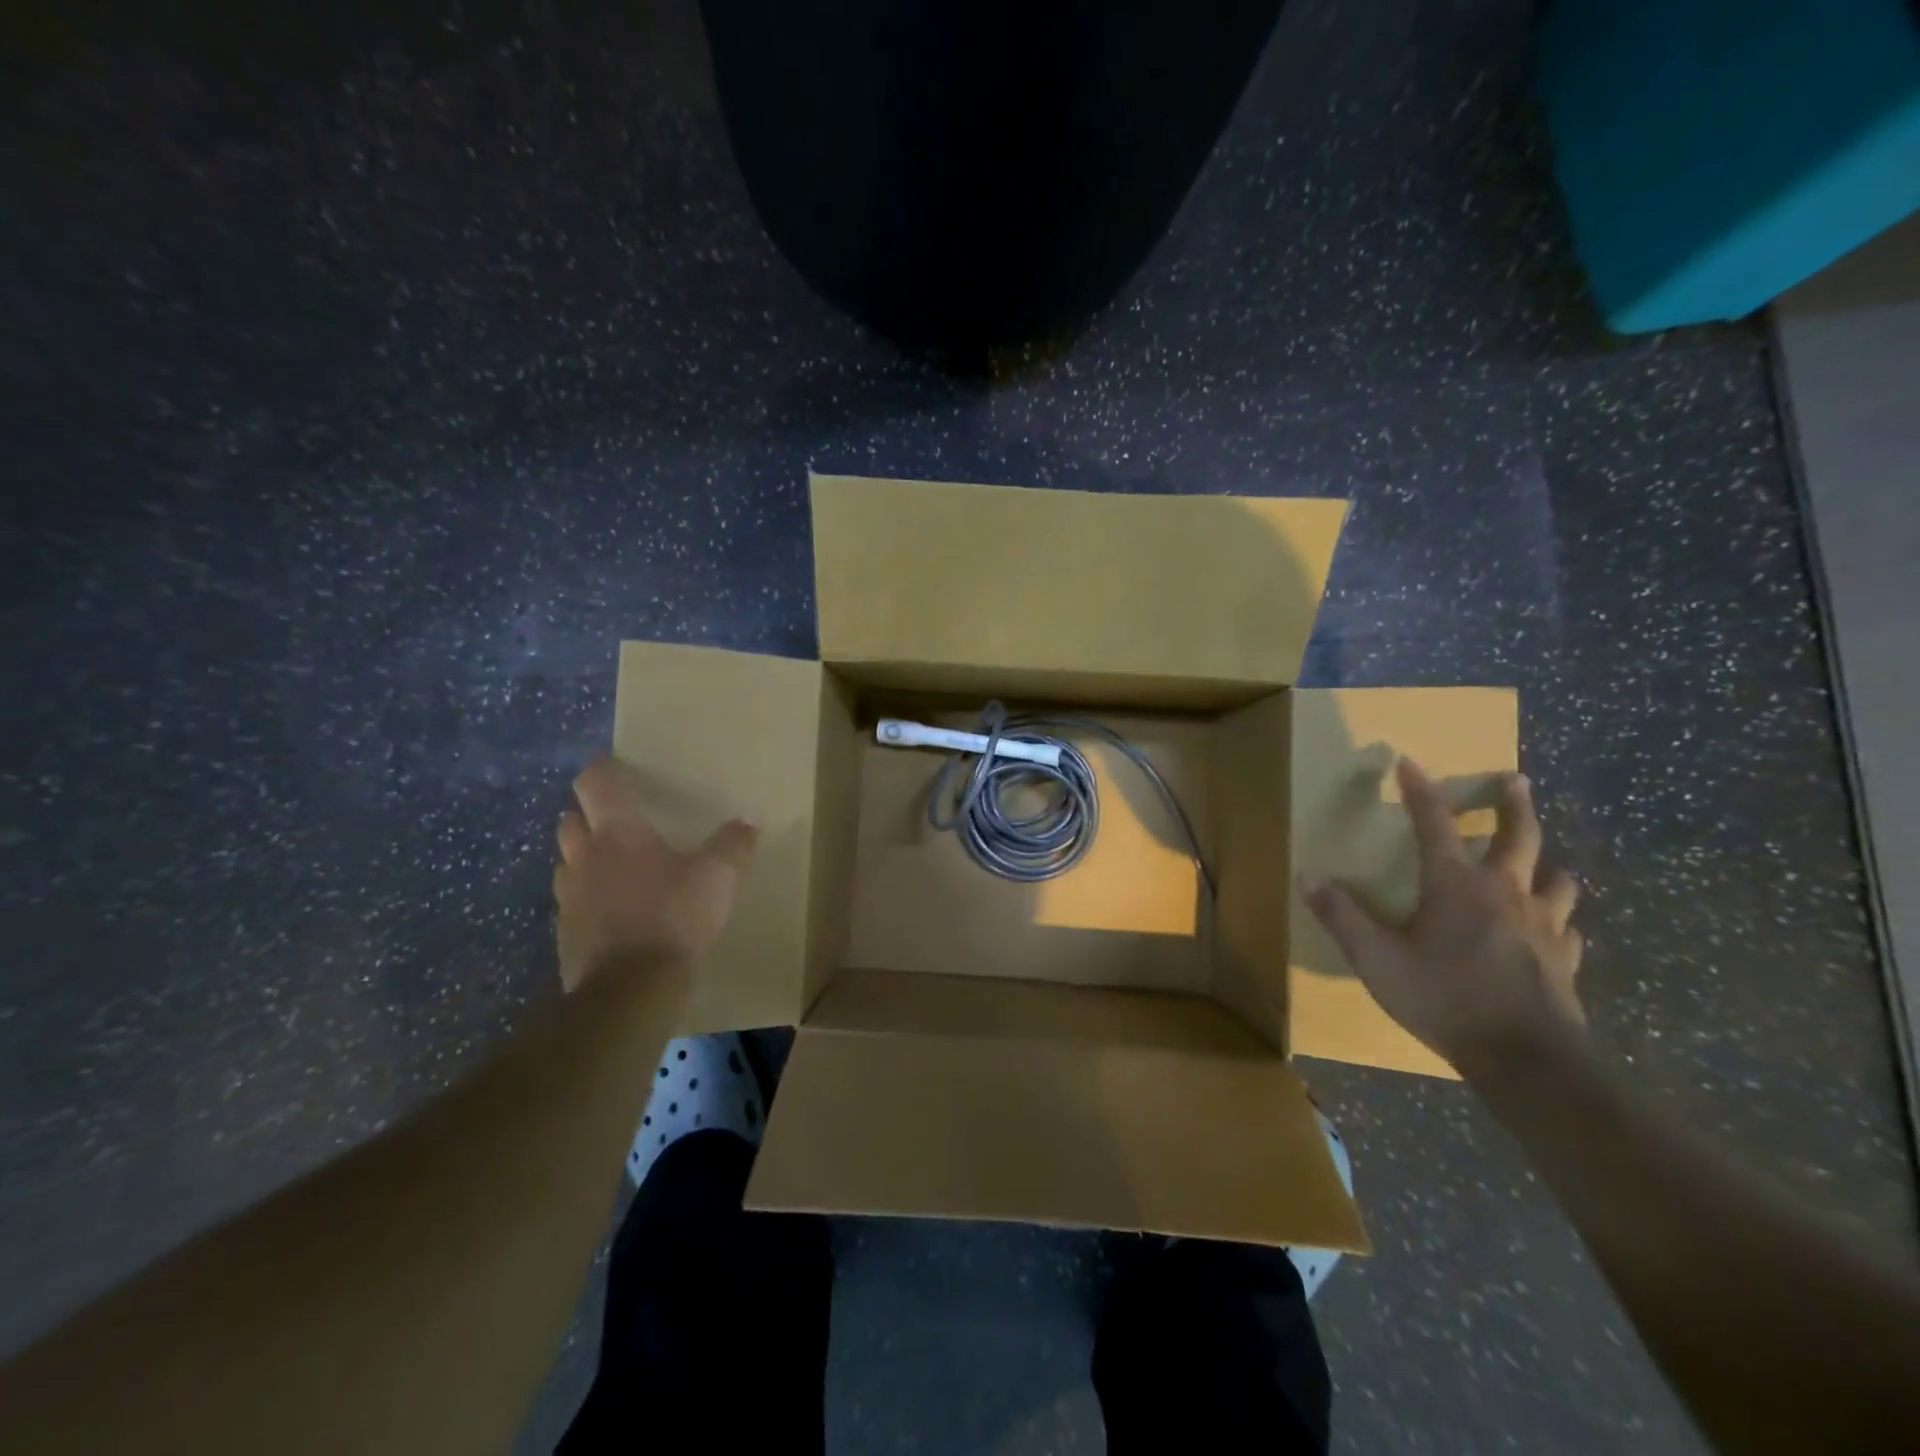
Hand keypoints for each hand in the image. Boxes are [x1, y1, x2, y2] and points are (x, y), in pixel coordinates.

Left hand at [553, 757, 757, 990]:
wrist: (631, 989)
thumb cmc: (674, 917)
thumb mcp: (718, 878)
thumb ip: (732, 846)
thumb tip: (747, 823)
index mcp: (617, 832)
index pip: (594, 783)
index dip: (602, 770)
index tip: (614, 767)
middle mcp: (584, 856)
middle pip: (570, 820)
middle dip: (588, 815)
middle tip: (617, 820)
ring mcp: (569, 896)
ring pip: (567, 862)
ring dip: (584, 857)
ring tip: (615, 866)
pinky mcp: (565, 932)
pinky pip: (572, 902)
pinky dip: (588, 898)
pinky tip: (614, 911)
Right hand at [1301, 758, 1584, 1075]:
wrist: (1526, 1060)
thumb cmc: (1444, 998)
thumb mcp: (1376, 959)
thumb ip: (1342, 916)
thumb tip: (1309, 877)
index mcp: (1456, 884)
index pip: (1434, 823)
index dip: (1420, 791)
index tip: (1409, 762)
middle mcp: (1504, 892)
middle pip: (1518, 835)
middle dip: (1512, 803)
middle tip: (1515, 779)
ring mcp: (1543, 926)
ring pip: (1555, 878)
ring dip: (1545, 862)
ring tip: (1541, 859)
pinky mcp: (1564, 960)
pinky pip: (1567, 928)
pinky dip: (1558, 918)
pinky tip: (1554, 928)